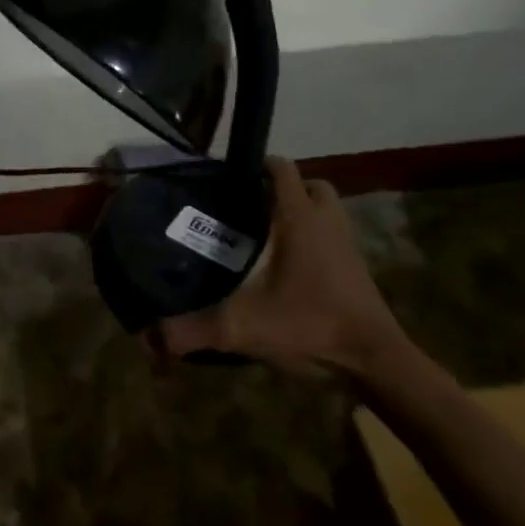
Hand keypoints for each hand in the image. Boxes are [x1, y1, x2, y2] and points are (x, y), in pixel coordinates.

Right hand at [158, 157, 413, 382]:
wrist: (374, 360)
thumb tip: (150, 336)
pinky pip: (334, 236)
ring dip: (303, 212)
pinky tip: (291, 267)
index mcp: (300, 219)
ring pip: (327, 210)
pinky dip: (316, 240)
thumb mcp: (243, 328)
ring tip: (269, 234)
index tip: (230, 177)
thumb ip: (194, 329)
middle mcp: (327, 222)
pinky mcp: (357, 268)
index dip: (257, 165)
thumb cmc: (310, 324)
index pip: (281, 169)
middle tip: (252, 207)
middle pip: (310, 185)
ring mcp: (347, 244)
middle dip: (284, 188)